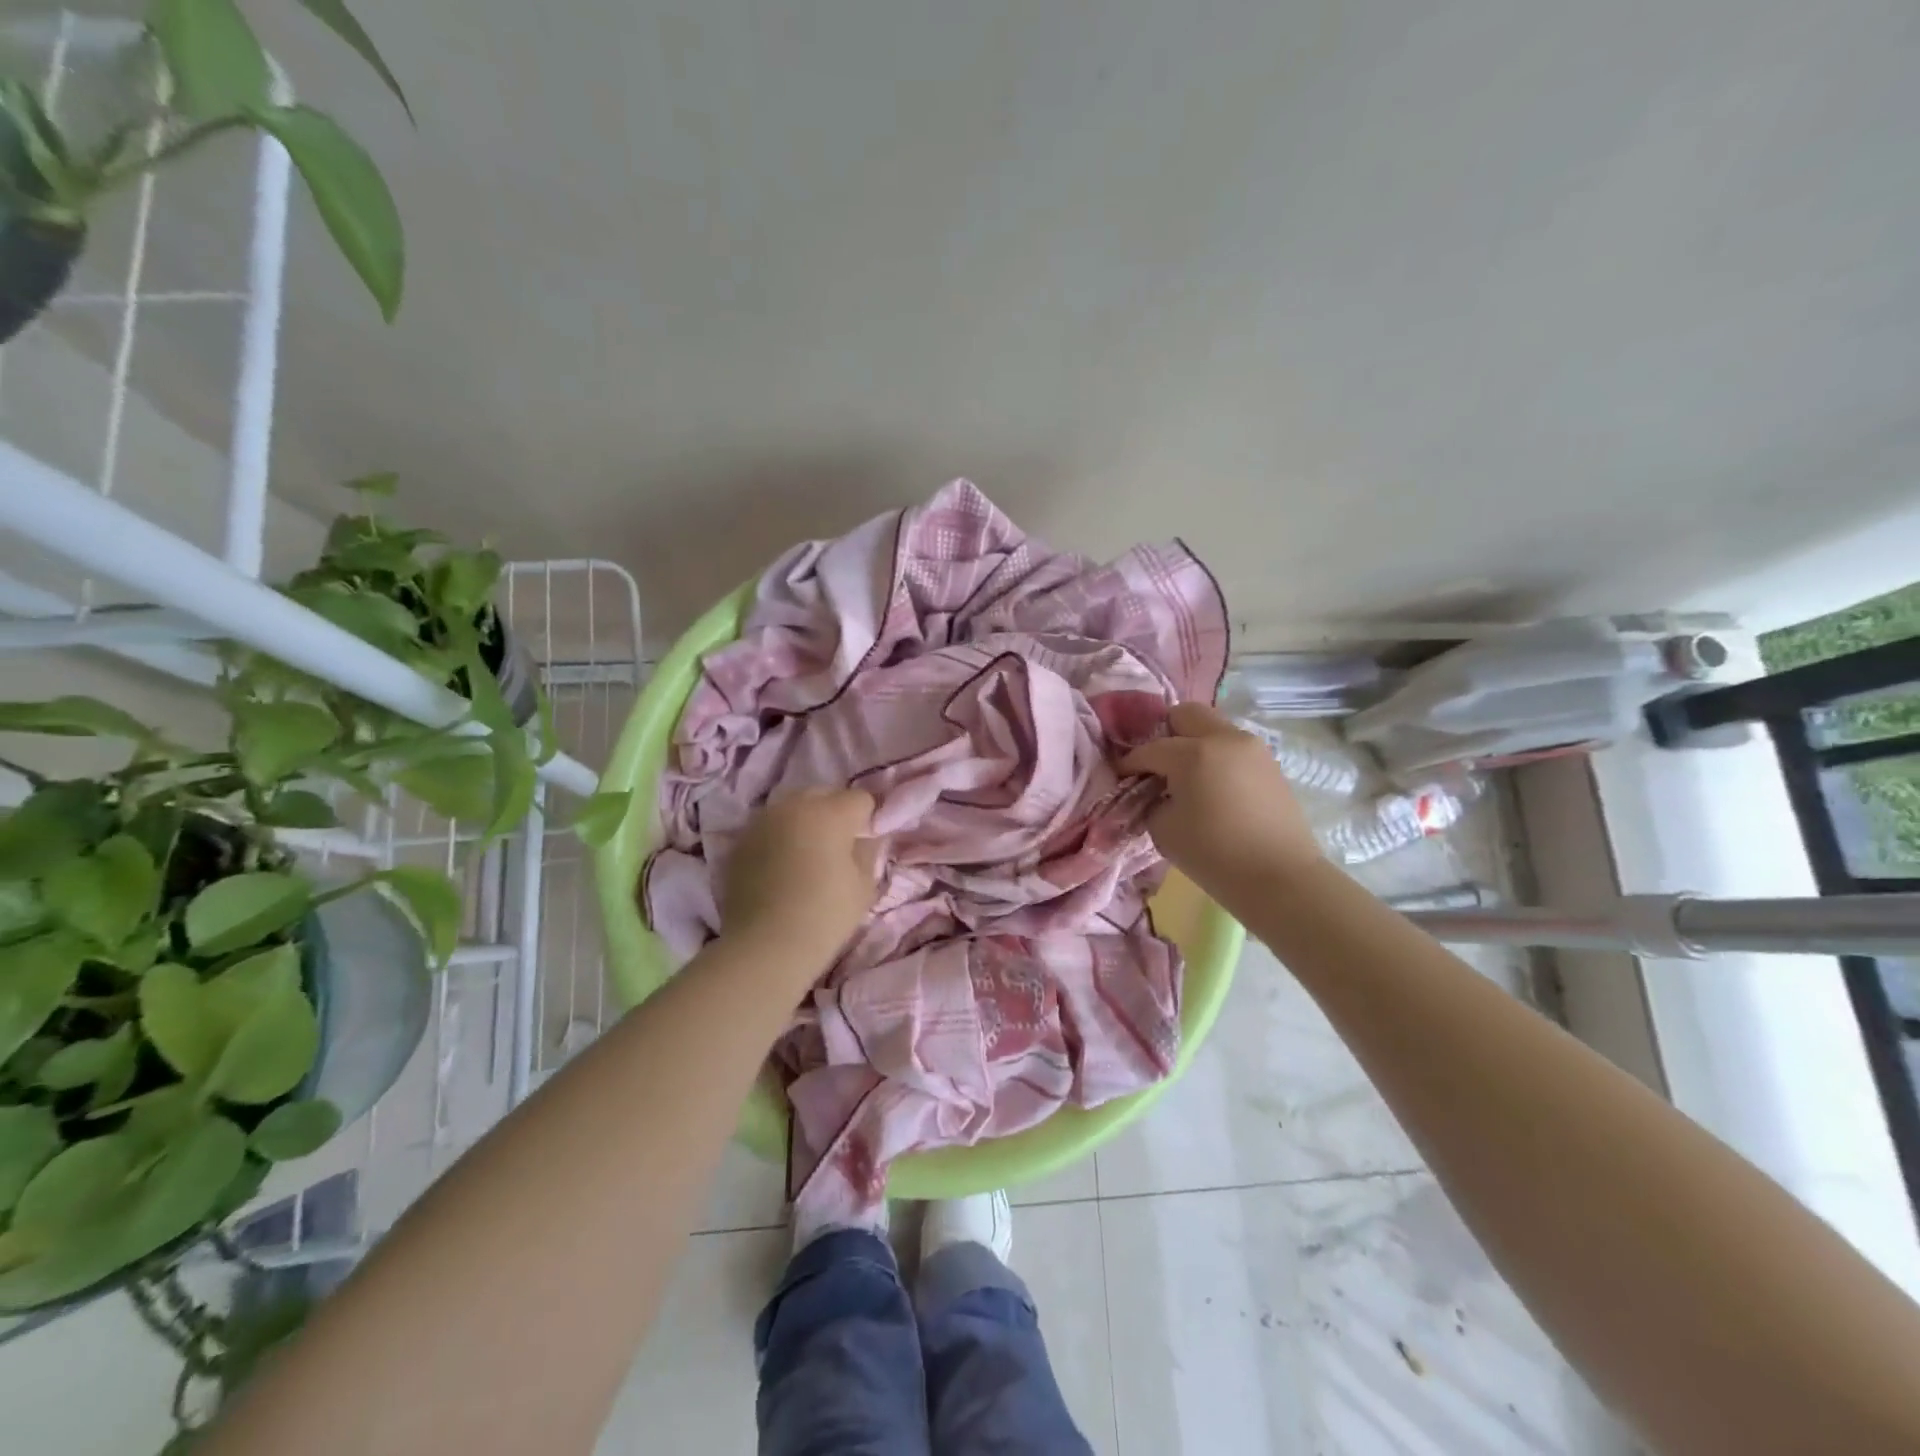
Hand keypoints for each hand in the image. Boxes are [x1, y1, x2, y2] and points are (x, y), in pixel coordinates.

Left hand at [720, 788, 881, 970]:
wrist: (765, 947)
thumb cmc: (825, 915)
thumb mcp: (864, 886)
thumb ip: (868, 851)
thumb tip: (864, 838)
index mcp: (829, 812)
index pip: (860, 799)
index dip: (868, 819)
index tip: (865, 843)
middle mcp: (793, 806)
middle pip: (823, 794)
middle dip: (834, 813)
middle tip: (838, 847)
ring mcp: (761, 822)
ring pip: (791, 809)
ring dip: (803, 823)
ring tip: (806, 856)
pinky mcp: (739, 843)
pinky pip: (768, 830)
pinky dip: (778, 840)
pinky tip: (781, 869)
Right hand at [1121, 702, 1324, 908]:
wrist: (1281, 879)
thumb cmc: (1214, 855)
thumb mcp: (1163, 829)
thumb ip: (1151, 800)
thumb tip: (1154, 791)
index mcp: (1193, 753)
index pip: (1149, 749)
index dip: (1130, 764)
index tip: (1121, 777)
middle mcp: (1224, 738)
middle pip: (1185, 715)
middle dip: (1164, 734)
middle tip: (1156, 764)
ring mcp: (1252, 748)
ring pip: (1213, 728)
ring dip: (1193, 743)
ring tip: (1185, 776)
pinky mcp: (1270, 764)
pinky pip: (1233, 747)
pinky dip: (1216, 757)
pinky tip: (1211, 787)